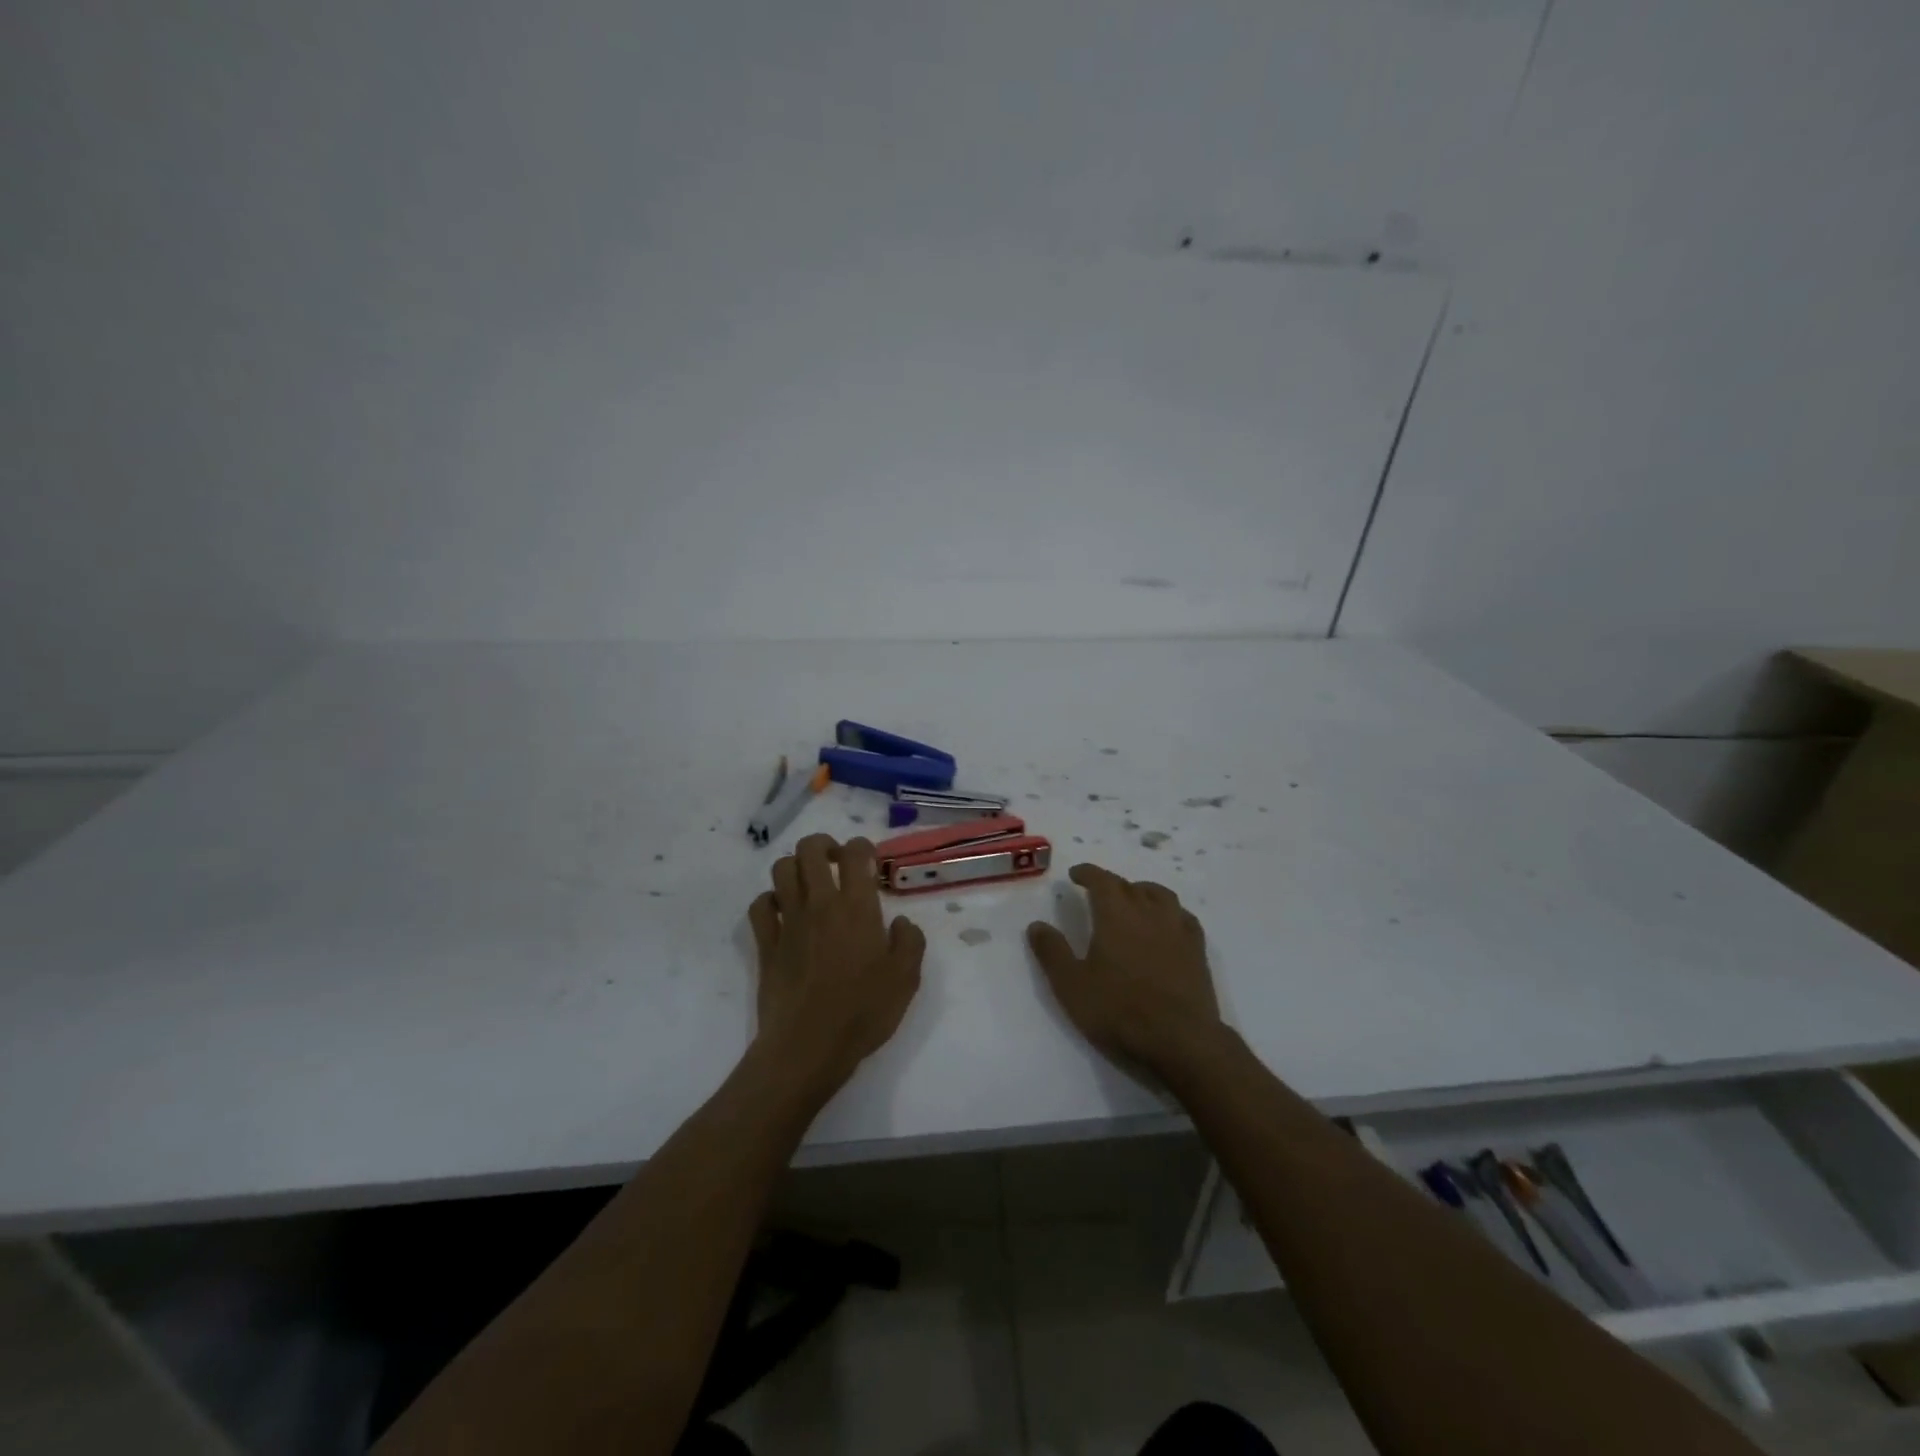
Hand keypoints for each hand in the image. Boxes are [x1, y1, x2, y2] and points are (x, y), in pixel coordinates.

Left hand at [749, 834, 926, 1095]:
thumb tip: (900, 922)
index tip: (870, 863)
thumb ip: (910, 942)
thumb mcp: (906, 979)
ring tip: (811, 884)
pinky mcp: (766, 944)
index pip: (855, 853)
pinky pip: (759, 906)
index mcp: (857, 907)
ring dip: (796, 867)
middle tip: (837, 863)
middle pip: (810, 849)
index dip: (863, 847)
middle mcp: (820, 904)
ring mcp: (788, 922)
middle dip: (824, 845)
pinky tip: (783, 913)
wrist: (808, 1047)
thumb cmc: (863, 1012)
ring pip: (781, 869)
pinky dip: (769, 901)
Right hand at [1027, 864, 1224, 1078]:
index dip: (1088, 873)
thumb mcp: (1072, 986)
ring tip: (1133, 899)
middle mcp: (1148, 913)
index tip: (1076, 874)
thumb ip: (1052, 952)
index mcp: (1116, 915)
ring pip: (1160, 895)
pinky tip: (1166, 923)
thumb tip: (1036, 925)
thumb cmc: (1119, 1011)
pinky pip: (1184, 916)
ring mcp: (1177, 930)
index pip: (1102, 880)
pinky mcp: (1197, 950)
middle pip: (1129, 886)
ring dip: (1142, 891)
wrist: (1181, 1041)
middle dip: (1111, 884)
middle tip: (1098, 891)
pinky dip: (1170, 912)